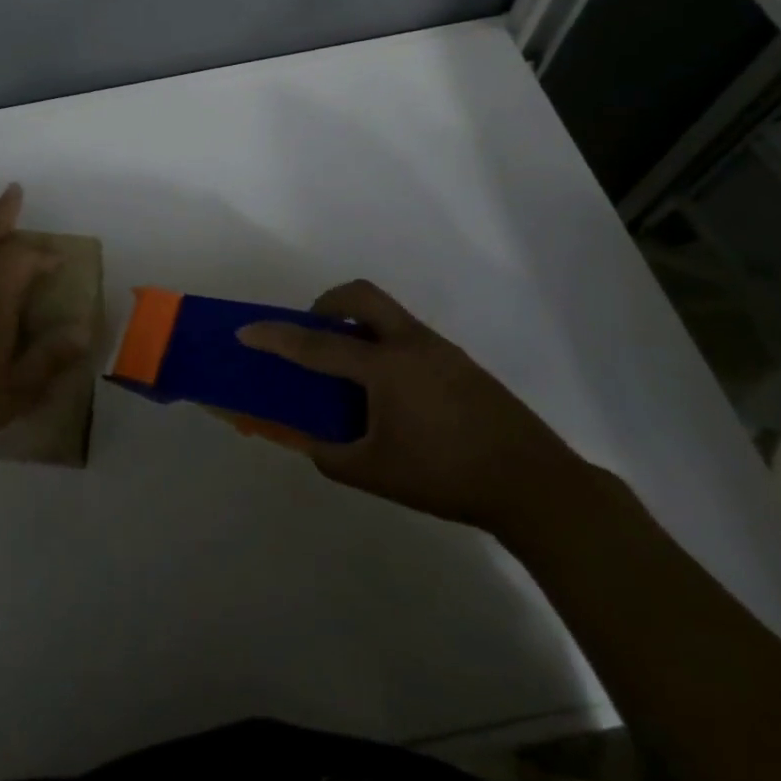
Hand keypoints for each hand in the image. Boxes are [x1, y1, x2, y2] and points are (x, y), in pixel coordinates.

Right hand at [239, 280, 590, 535]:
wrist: (534, 485)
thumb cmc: (446, 476)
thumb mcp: (376, 474)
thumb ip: (331, 456)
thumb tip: (310, 443)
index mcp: (384, 367)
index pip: (316, 345)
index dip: (276, 337)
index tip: (246, 330)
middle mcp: (410, 344)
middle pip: (361, 295)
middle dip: (327, 303)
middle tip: (315, 332)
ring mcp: (440, 350)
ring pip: (388, 314)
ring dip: (359, 326)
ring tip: (351, 373)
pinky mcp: (461, 364)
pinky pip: (409, 337)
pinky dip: (385, 347)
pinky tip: (393, 395)